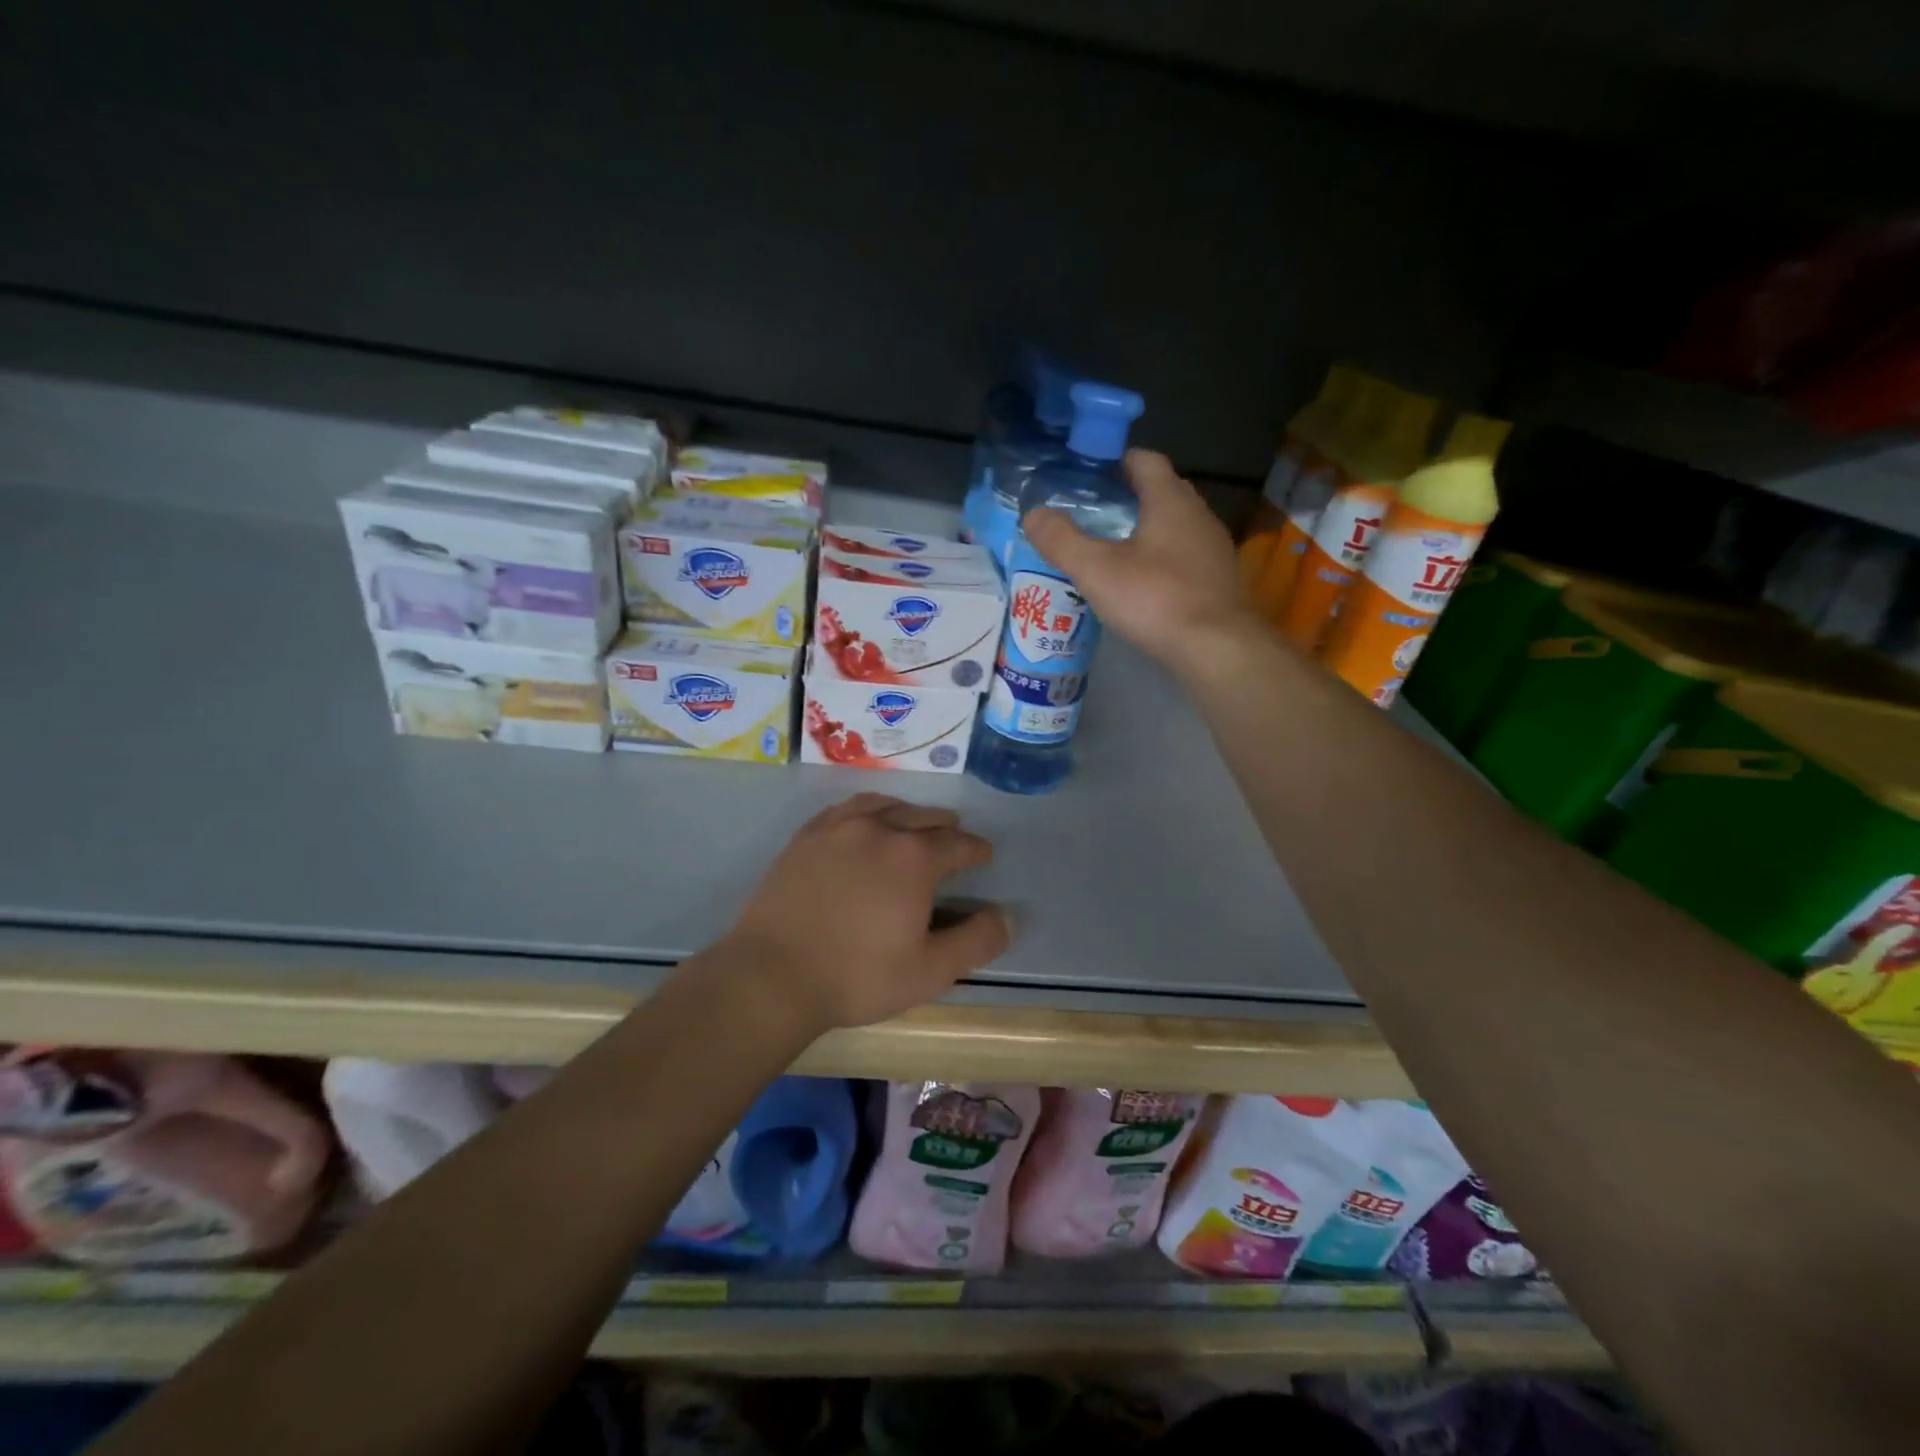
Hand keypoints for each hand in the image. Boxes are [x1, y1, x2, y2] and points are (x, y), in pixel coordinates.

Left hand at [710, 793, 1011, 1032]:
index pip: (958, 843)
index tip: (983, 857)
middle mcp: (880, 829)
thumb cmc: (857, 976)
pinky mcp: (806, 836)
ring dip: (906, 813)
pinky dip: (867, 810)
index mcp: (914, 858)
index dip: (976, 850)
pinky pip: (845, 809)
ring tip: (912, 824)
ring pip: (884, 805)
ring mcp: (838, 828)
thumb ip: (976, 941)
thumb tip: (1007, 916)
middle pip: (923, 817)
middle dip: (945, 827)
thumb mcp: (929, 972)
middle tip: (953, 838)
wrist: (772, 975)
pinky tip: (864, 822)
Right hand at [1022, 450, 1257, 667]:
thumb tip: (1033, 514)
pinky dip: (1161, 558)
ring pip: (1174, 525)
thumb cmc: (1156, 598)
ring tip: (1111, 547)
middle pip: (1161, 491)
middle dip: (1128, 495)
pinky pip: (1184, 555)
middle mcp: (1197, 514)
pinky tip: (1141, 581)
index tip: (1088, 474)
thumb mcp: (1096, 570)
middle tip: (1092, 511)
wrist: (1218, 648)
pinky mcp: (1217, 579)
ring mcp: (1212, 548)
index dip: (1116, 461)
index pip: (1145, 460)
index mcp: (1170, 500)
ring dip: (1145, 529)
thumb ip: (1062, 540)